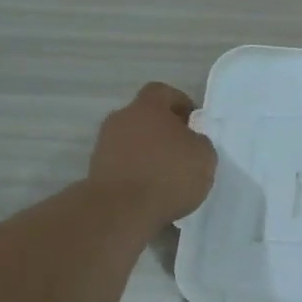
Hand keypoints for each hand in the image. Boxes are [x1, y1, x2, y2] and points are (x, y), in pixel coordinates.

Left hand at [87, 83, 217, 226]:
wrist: (121, 210)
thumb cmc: (168, 175)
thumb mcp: (204, 156)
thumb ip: (199, 141)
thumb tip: (190, 141)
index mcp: (148, 107)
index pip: (162, 92)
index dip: (179, 103)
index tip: (193, 122)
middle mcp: (121, 119)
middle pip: (145, 117)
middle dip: (163, 130)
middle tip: (183, 151)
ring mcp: (105, 145)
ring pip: (133, 141)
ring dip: (149, 153)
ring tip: (168, 176)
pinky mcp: (97, 171)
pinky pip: (124, 164)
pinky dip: (137, 172)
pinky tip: (152, 191)